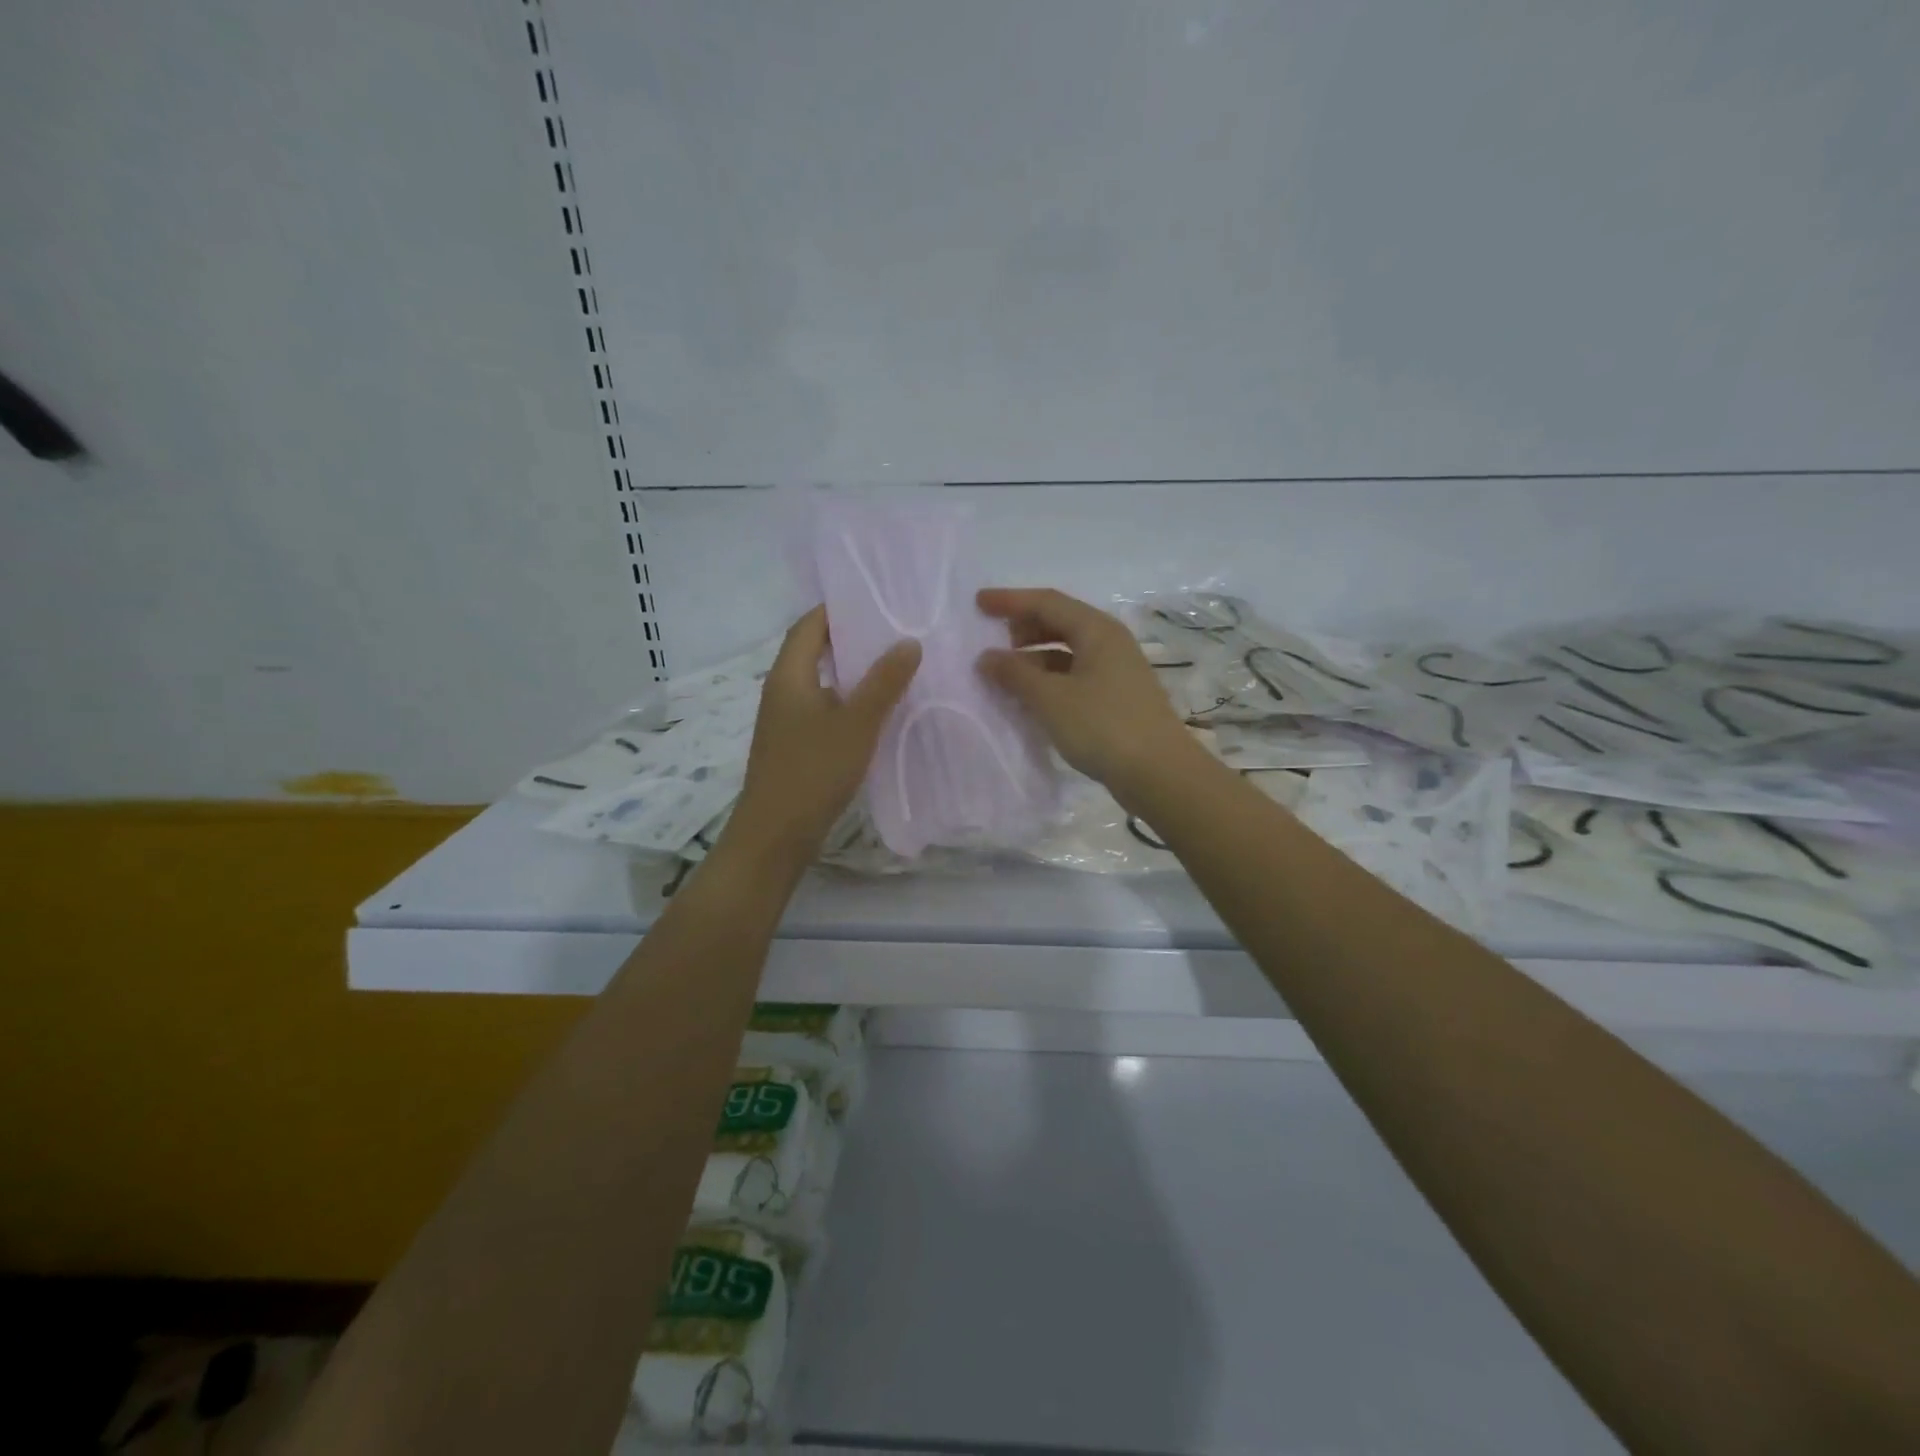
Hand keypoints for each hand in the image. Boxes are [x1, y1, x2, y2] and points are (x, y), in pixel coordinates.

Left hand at [725, 606, 920, 861]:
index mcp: (789, 676)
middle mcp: (782, 691)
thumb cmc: (813, 772)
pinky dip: (848, 701)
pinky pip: (824, 709)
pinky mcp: (795, 745)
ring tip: (894, 665)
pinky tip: (878, 712)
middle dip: (850, 639)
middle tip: (894, 631)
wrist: (775, 836)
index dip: (837, 609)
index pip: (808, 625)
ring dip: (852, 672)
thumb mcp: (856, 724)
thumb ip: (883, 682)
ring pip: (821, 682)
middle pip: (813, 651)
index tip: (875, 601)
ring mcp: (786, 721)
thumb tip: (909, 641)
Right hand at [976, 587, 1197, 801]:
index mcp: (1097, 630)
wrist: (1159, 773)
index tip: (978, 603)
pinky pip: (1076, 674)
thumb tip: (986, 657)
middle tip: (993, 638)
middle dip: (1024, 626)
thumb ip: (1015, 674)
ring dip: (1035, 656)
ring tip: (1007, 672)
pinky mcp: (1118, 698)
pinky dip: (1050, 678)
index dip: (1010, 601)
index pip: (1047, 602)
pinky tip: (1033, 697)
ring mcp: (1117, 671)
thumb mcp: (1051, 699)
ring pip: (1068, 650)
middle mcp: (1110, 642)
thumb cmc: (1103, 726)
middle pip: (1061, 621)